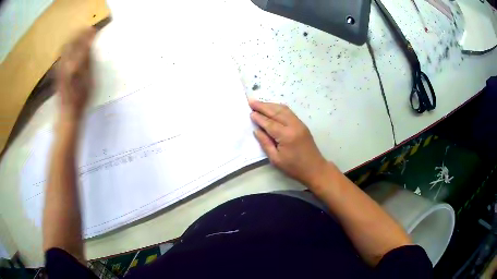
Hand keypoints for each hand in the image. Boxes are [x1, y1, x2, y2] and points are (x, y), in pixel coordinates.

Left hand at [56, 28, 95, 120]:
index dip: (87, 34)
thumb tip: (89, 44)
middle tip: (87, 29)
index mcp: (74, 65)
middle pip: (71, 42)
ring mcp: (59, 67)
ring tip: (79, 35)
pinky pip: (61, 54)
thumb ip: (88, 61)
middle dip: (78, 33)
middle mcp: (65, 63)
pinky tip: (71, 47)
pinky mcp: (57, 71)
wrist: (67, 113)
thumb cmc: (81, 99)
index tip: (94, 29)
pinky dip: (67, 46)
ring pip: (64, 47)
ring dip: (72, 38)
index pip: (81, 43)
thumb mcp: (89, 80)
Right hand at [249, 100, 328, 186]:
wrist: (315, 168)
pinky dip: (279, 107)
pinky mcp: (302, 124)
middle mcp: (293, 126)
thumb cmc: (294, 167)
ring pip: (283, 109)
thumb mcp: (276, 159)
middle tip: (251, 102)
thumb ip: (265, 143)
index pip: (269, 123)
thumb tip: (257, 130)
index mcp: (286, 136)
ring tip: (259, 103)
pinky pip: (289, 112)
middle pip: (276, 112)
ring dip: (270, 105)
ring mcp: (299, 123)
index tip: (250, 112)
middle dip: (263, 106)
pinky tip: (272, 107)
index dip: (259, 118)